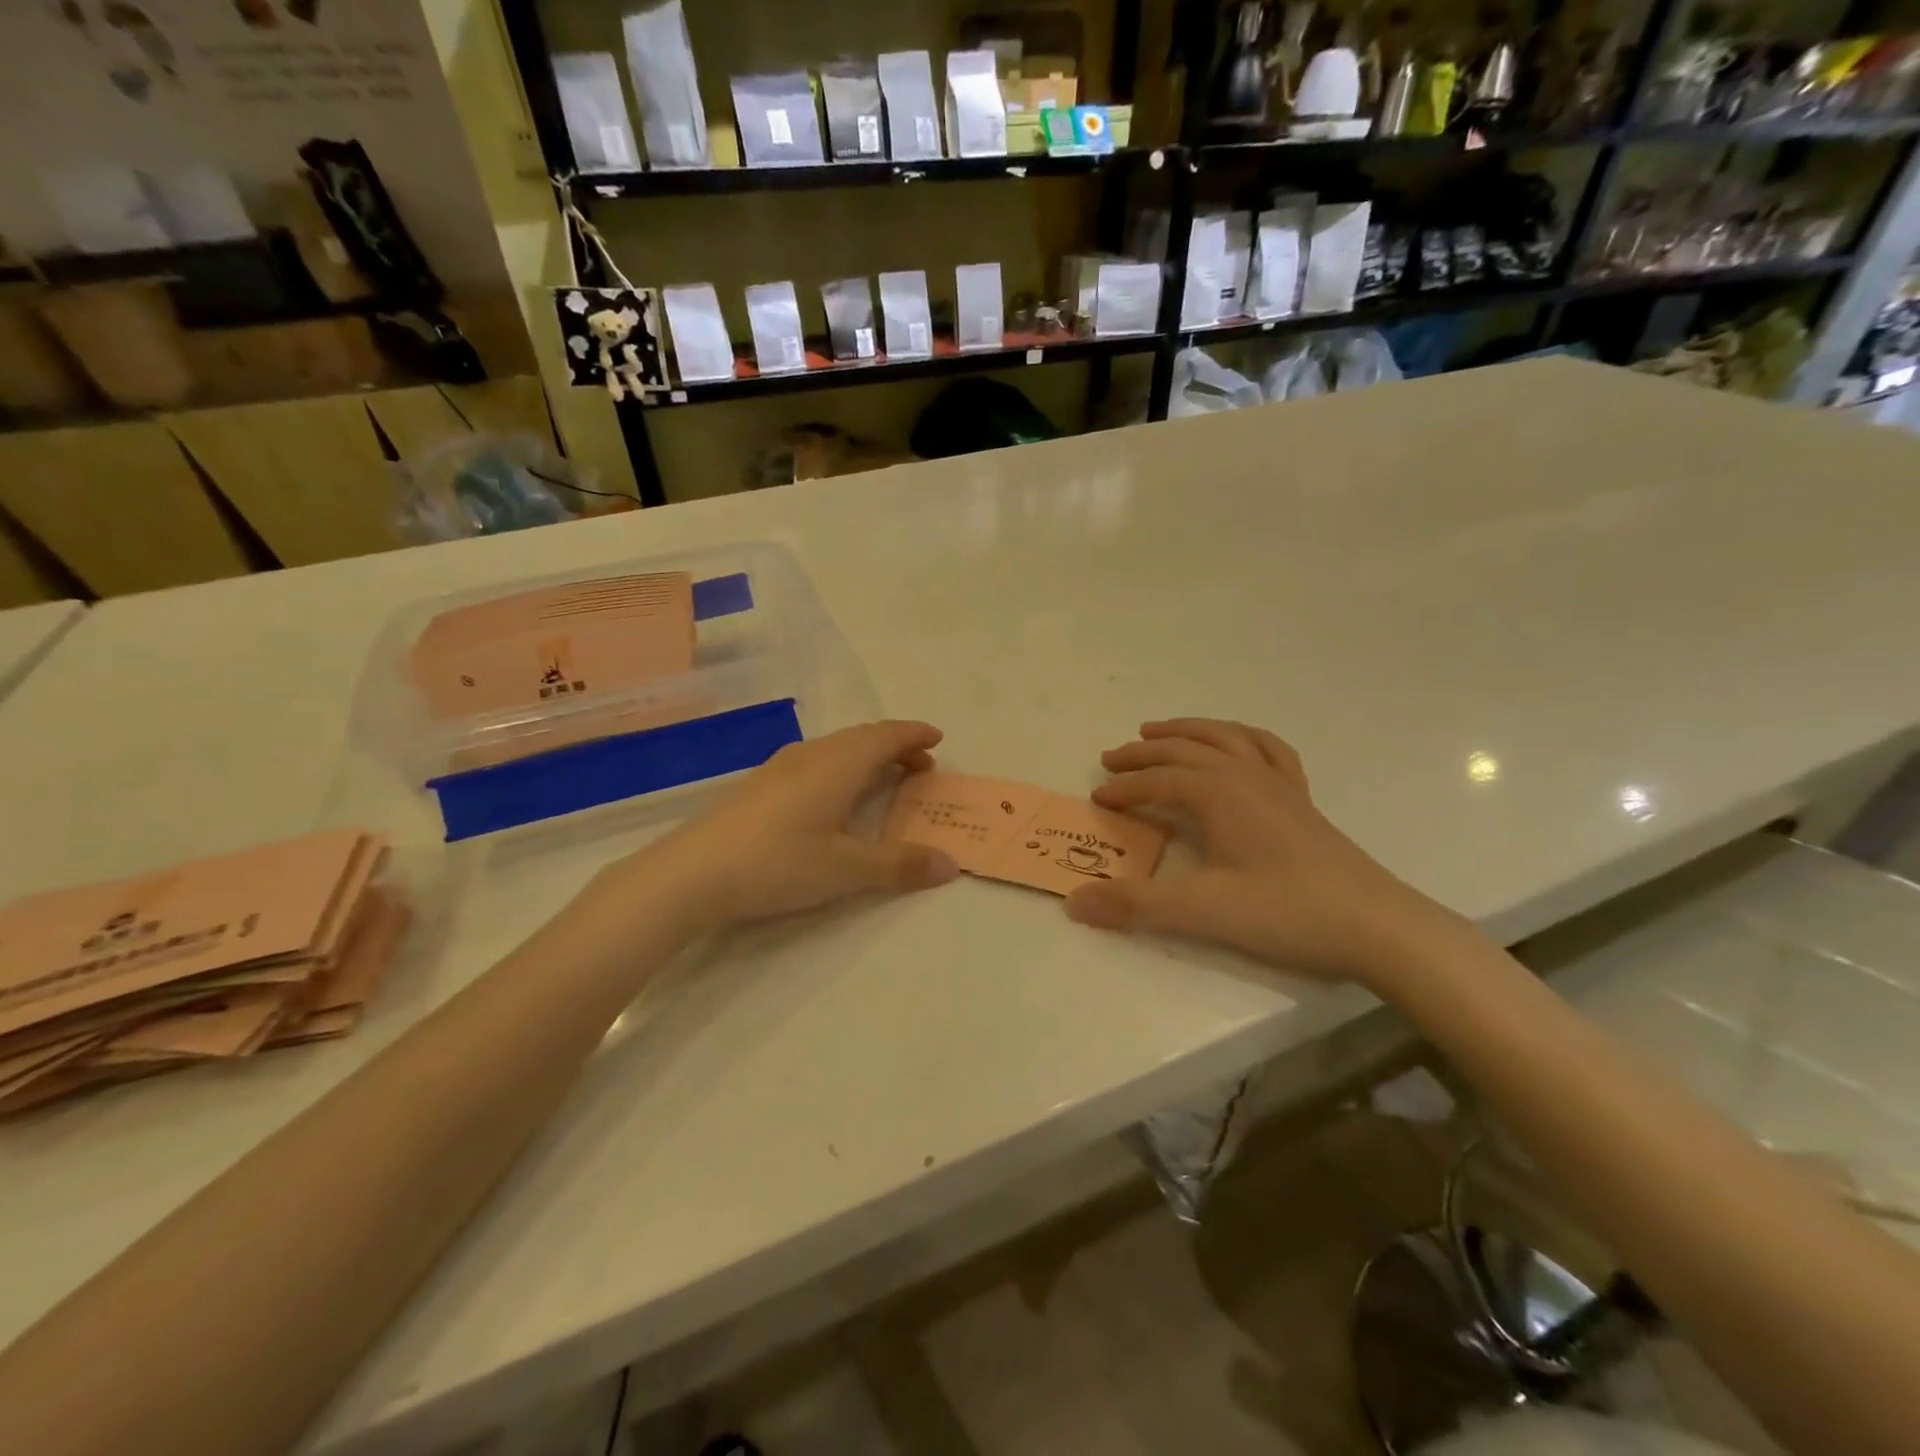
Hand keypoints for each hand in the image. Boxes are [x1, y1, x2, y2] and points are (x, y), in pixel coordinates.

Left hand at [634, 720, 959, 929]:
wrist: (690, 873)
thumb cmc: (777, 863)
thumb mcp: (846, 870)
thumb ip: (899, 865)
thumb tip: (950, 864)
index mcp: (838, 765)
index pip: (886, 736)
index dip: (914, 735)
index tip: (937, 740)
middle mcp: (811, 755)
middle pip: (861, 737)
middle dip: (895, 746)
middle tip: (919, 768)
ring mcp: (779, 767)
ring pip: (835, 748)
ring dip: (866, 756)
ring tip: (881, 779)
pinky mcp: (758, 785)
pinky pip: (815, 761)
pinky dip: (840, 767)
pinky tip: (830, 796)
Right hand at [1065, 719, 1446, 982]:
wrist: (1377, 925)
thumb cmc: (1287, 912)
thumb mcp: (1203, 912)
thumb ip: (1136, 905)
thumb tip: (1074, 903)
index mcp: (1219, 794)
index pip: (1158, 781)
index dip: (1124, 788)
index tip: (1097, 798)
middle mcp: (1245, 776)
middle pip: (1185, 750)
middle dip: (1143, 753)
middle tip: (1111, 759)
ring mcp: (1278, 784)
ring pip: (1224, 738)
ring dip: (1187, 730)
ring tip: (1158, 730)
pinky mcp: (1302, 799)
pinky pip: (1268, 750)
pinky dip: (1242, 737)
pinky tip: (1236, 743)